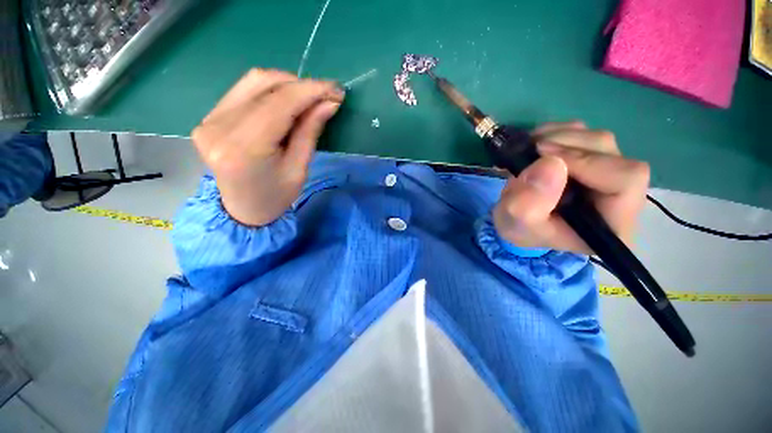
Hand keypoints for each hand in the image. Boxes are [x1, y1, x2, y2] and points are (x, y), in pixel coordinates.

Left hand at [191, 69, 344, 225]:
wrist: (242, 209)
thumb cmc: (276, 196)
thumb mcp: (299, 169)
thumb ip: (310, 132)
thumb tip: (329, 103)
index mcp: (245, 149)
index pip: (280, 104)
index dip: (310, 91)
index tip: (336, 90)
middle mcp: (219, 127)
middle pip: (263, 84)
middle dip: (300, 85)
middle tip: (324, 96)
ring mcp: (209, 119)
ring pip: (252, 81)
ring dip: (286, 85)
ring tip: (307, 99)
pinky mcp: (208, 117)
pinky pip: (243, 91)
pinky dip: (270, 91)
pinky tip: (285, 103)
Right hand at [493, 121, 649, 254]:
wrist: (515, 219)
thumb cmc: (520, 228)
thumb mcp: (516, 224)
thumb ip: (527, 204)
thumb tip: (550, 163)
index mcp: (612, 221)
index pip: (626, 179)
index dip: (586, 162)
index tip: (543, 159)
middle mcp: (620, 195)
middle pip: (611, 154)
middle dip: (567, 146)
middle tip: (531, 150)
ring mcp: (607, 173)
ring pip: (597, 139)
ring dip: (559, 137)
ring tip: (529, 150)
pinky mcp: (591, 158)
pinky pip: (583, 132)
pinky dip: (556, 132)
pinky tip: (535, 144)